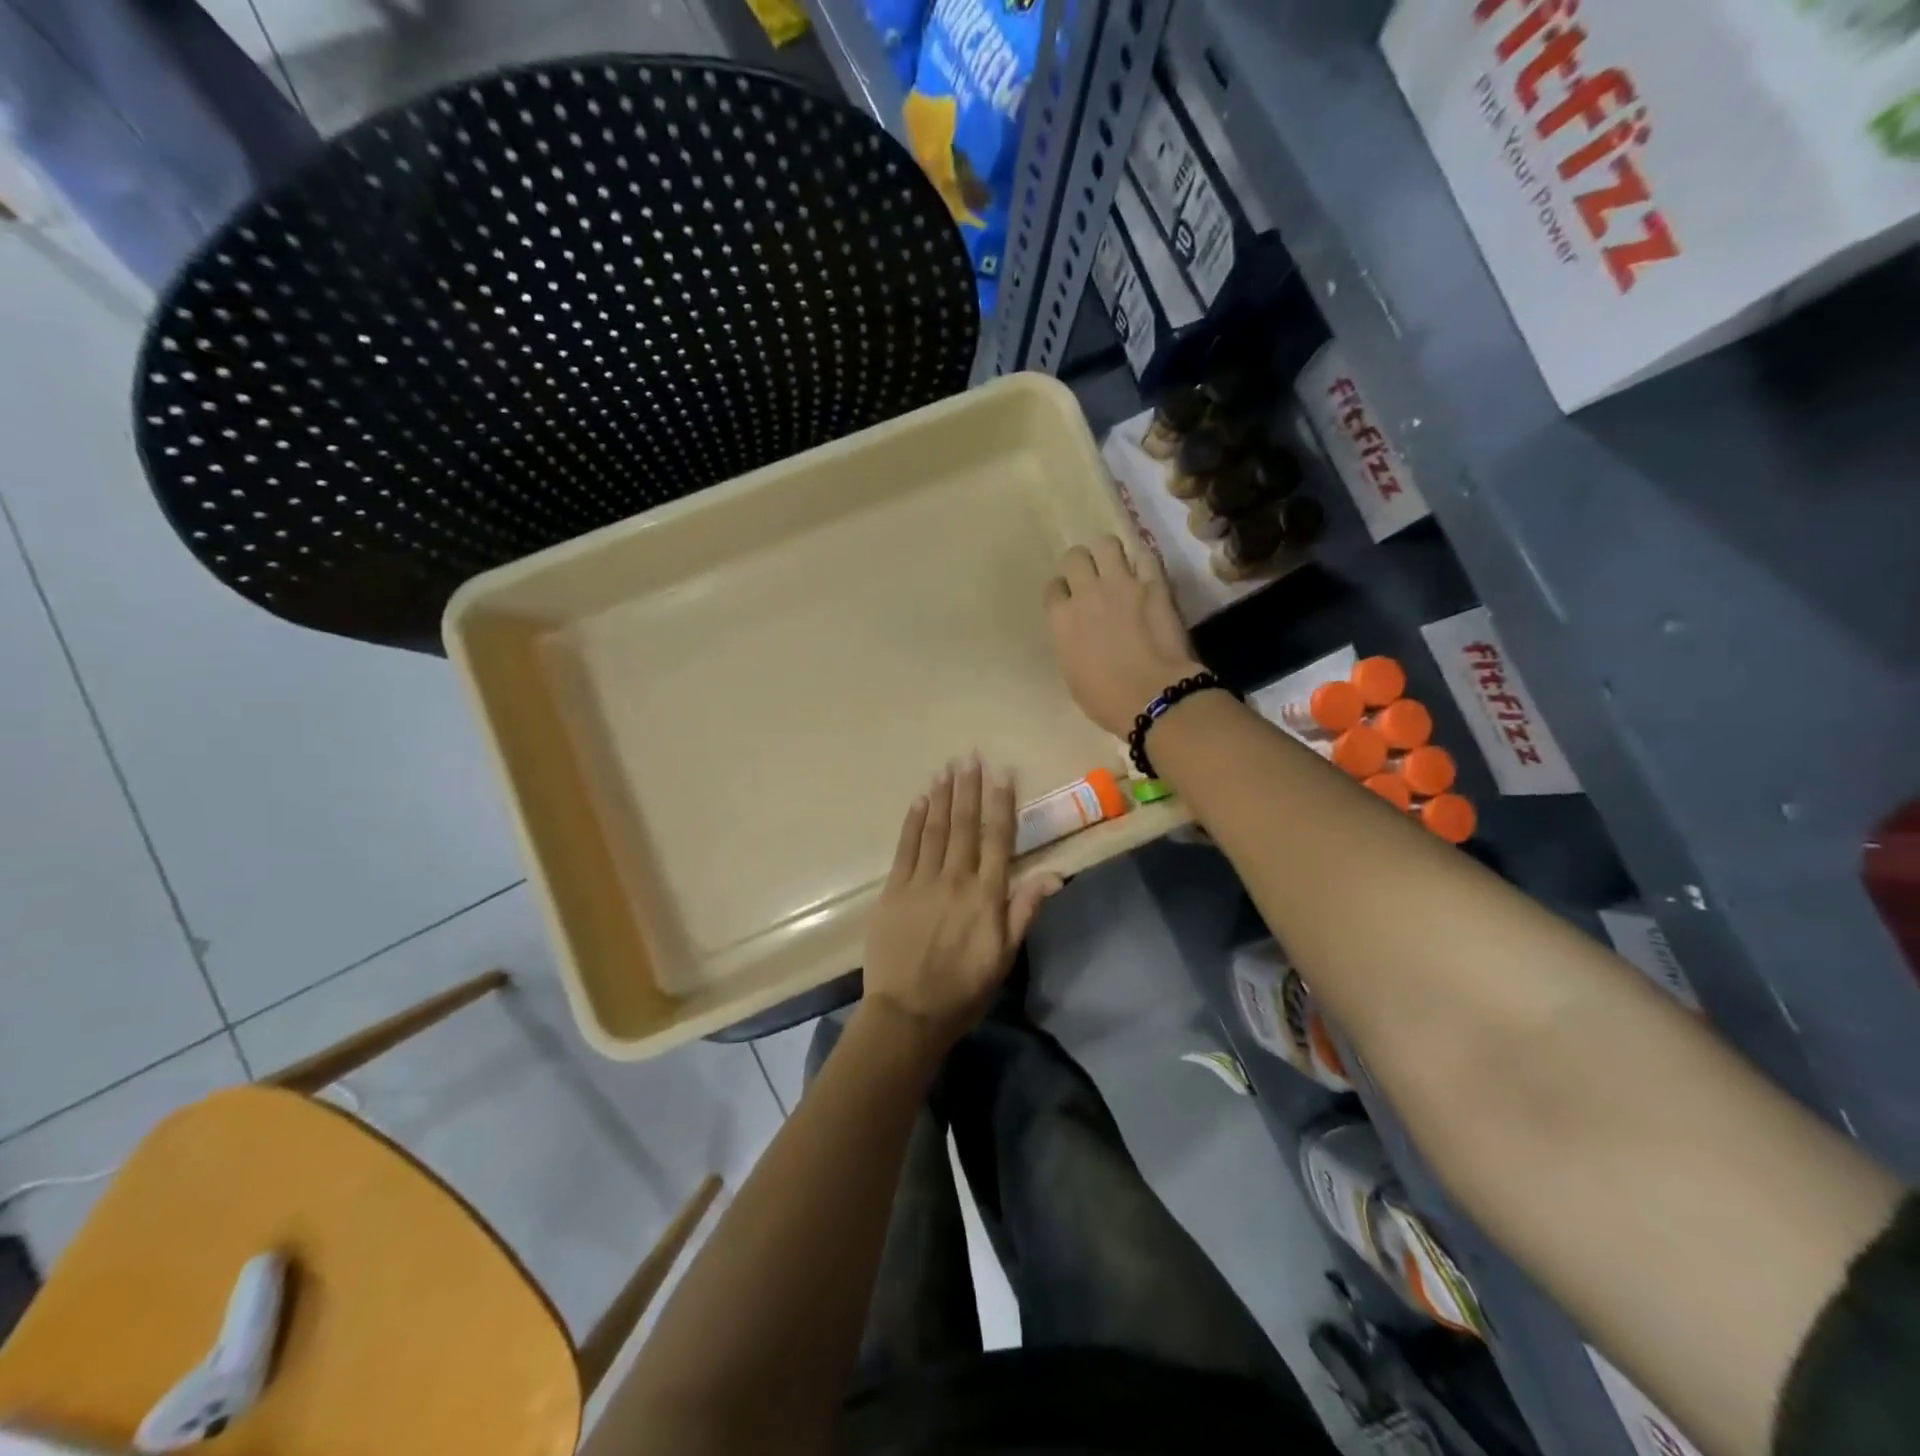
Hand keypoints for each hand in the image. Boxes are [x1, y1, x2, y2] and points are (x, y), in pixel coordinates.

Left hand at [863, 757, 1061, 1049]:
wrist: (908, 1014)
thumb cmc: (964, 989)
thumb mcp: (1005, 956)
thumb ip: (1025, 910)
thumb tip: (1055, 873)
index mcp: (986, 895)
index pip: (997, 839)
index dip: (1000, 803)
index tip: (1001, 773)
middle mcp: (955, 879)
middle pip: (963, 825)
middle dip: (968, 788)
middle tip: (969, 756)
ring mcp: (921, 882)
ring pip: (934, 829)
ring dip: (941, 796)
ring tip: (946, 768)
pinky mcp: (893, 890)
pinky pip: (905, 848)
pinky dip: (913, 822)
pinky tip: (918, 801)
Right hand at [1045, 536, 1202, 737]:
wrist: (1152, 696)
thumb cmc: (1105, 699)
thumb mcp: (1072, 673)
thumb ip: (1069, 643)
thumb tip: (1077, 633)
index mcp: (1060, 619)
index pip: (1053, 588)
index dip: (1062, 592)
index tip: (1070, 601)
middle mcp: (1086, 593)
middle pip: (1075, 557)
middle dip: (1081, 564)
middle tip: (1092, 578)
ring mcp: (1121, 584)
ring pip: (1106, 543)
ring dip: (1109, 553)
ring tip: (1117, 566)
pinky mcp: (1154, 583)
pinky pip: (1145, 554)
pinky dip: (1143, 559)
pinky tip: (1145, 570)